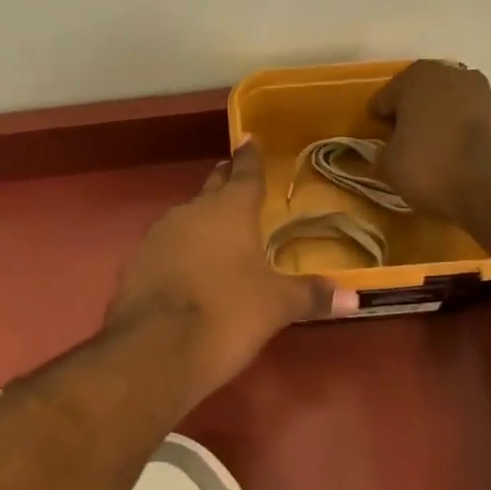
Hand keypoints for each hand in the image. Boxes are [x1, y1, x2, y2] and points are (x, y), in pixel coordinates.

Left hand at [107, 141, 351, 402]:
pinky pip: (164, 248)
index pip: (244, 173)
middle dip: (224, 183)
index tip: (248, 138)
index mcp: (229, 210)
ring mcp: (157, 236)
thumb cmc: (227, 315)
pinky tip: (185, 271)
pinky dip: (178, 252)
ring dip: (200, 221)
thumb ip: (312, 296)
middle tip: (233, 177)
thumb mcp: (276, 307)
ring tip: (215, 233)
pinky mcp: (135, 263)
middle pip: (211, 190)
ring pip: (185, 218)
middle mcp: (190, 212)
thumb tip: (355, 298)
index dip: (250, 157)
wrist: (155, 351)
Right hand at [368, 60, 490, 224]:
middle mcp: (449, 73)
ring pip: (446, 107)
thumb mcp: (389, 167)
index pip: (383, 99)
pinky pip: (469, 122)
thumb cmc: (432, 166)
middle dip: (409, 118)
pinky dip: (460, 135)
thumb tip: (386, 154)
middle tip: (402, 148)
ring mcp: (481, 91)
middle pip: (418, 97)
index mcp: (414, 77)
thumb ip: (380, 155)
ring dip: (437, 125)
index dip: (377, 123)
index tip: (377, 145)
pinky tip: (456, 160)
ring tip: (431, 156)